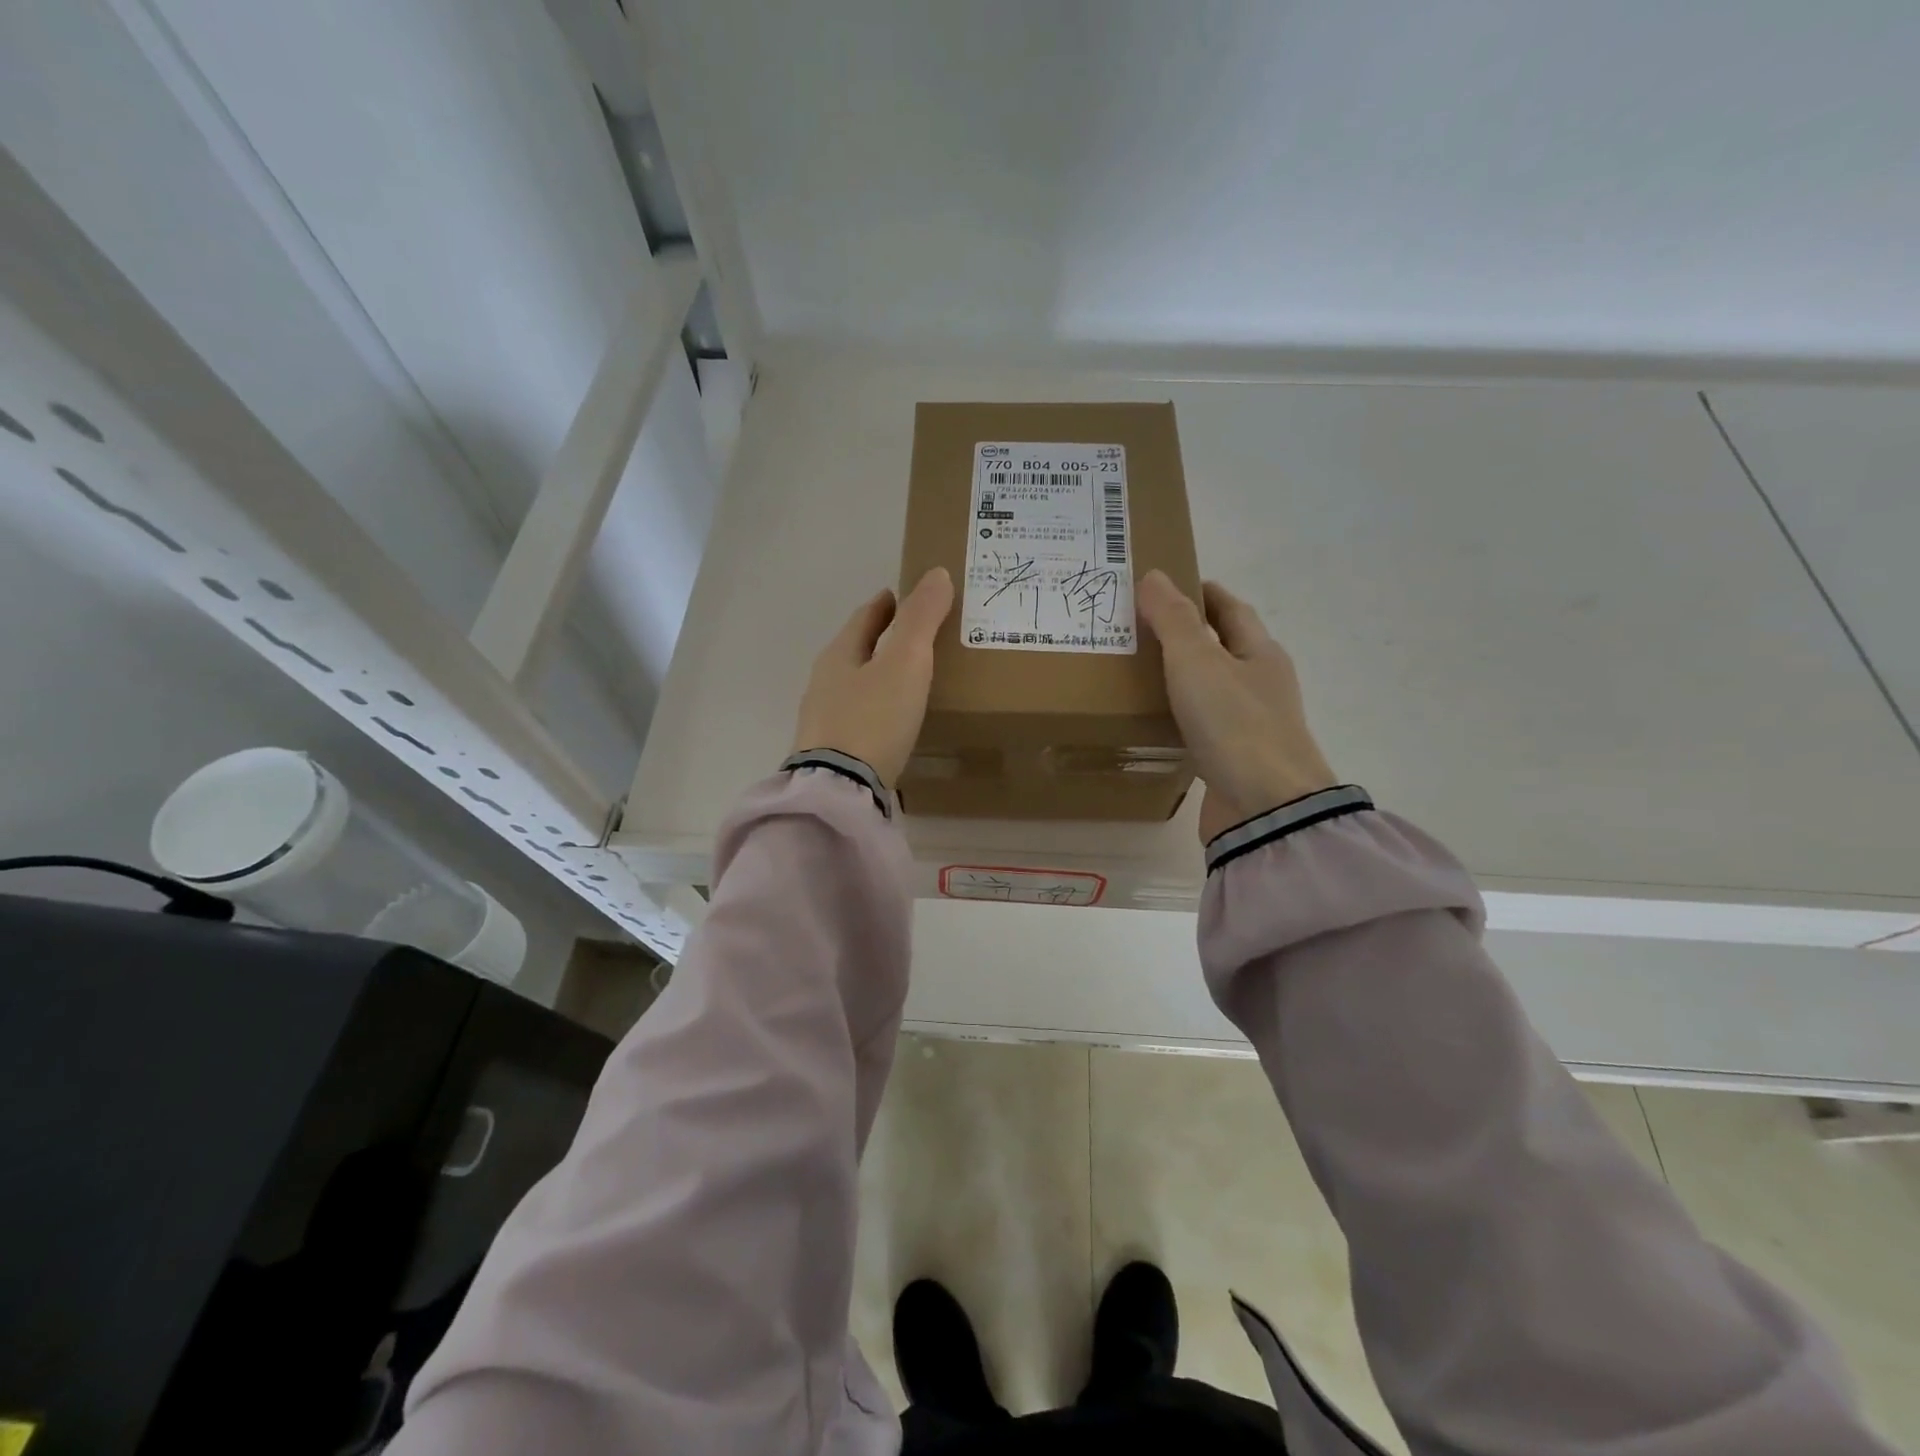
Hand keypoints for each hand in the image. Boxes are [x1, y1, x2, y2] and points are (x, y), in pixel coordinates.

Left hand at [792, 568, 953, 786]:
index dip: (885, 604)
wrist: (840, 789)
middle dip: (880, 640)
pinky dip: (875, 710)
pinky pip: (857, 719)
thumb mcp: (906, 662)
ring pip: (854, 686)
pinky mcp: (830, 752)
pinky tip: (890, 724)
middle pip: (855, 651)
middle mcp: (824, 683)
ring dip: (877, 677)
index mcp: (839, 655)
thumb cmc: (873, 718)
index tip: (900, 596)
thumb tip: (936, 573)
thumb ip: (921, 618)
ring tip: (907, 680)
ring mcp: (823, 720)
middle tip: (913, 637)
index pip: (864, 618)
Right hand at [1136, 571, 1337, 843]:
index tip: (1168, 585)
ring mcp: (1251, 724)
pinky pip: (1204, 724)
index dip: (1202, 593)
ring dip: (1182, 676)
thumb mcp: (1197, 663)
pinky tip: (1155, 719)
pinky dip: (1181, 714)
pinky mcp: (1235, 759)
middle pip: (1224, 647)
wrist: (1265, 809)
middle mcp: (1261, 685)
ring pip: (1212, 688)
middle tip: (1139, 627)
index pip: (1231, 609)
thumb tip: (1154, 575)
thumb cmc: (1235, 725)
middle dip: (1188, 634)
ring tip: (1138, 670)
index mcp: (1261, 653)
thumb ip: (1173, 620)